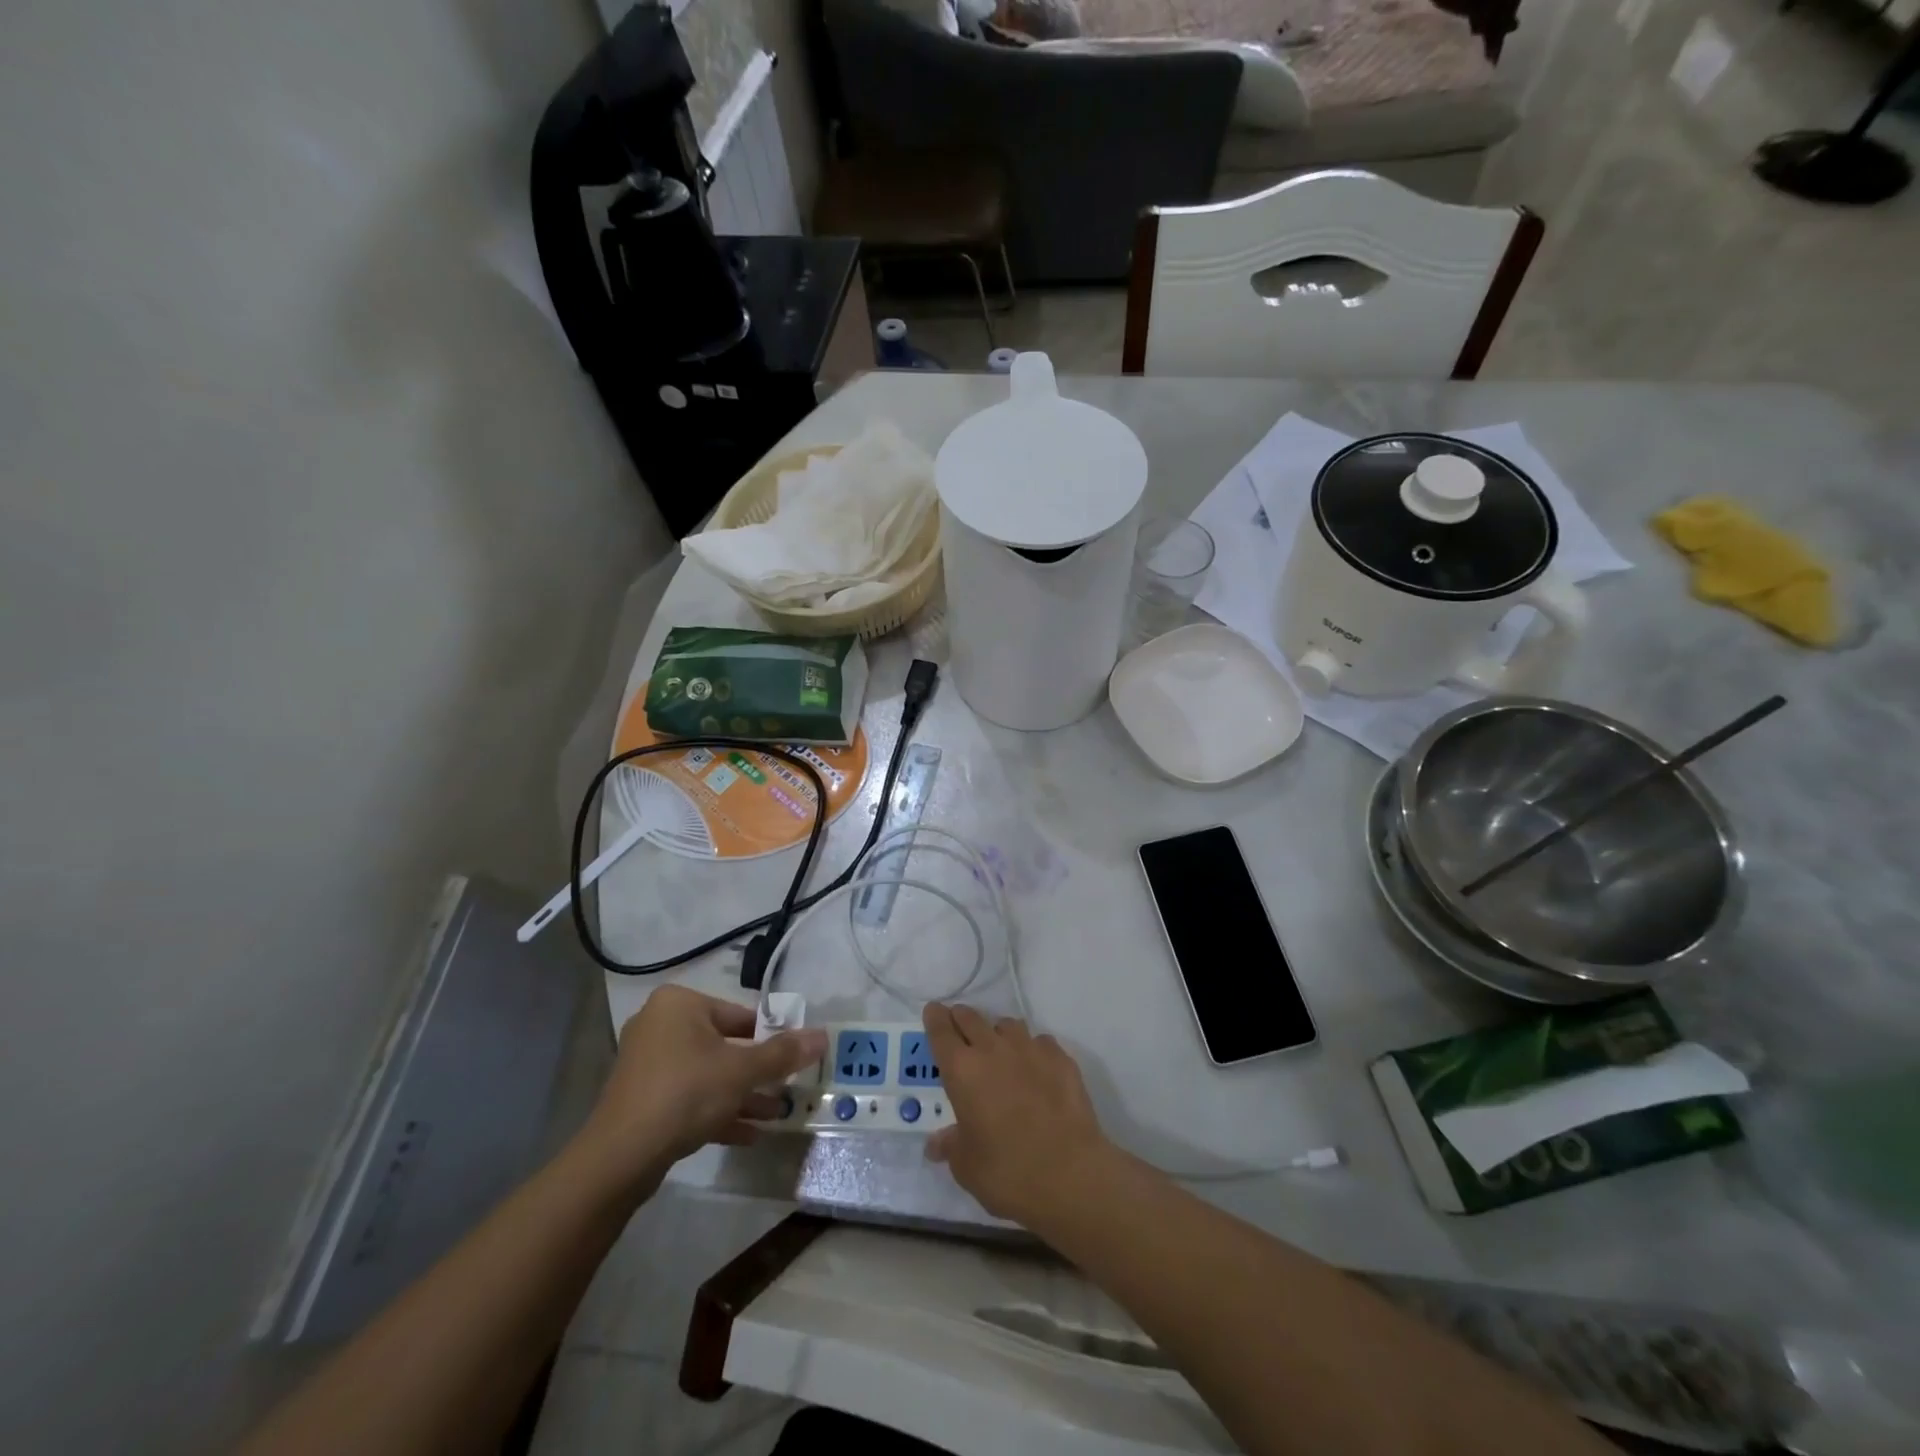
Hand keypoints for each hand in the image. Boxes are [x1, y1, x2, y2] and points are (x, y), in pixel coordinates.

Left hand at [578, 986, 825, 1197]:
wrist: (621, 1156)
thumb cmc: (686, 1092)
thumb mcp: (742, 1071)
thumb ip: (783, 1053)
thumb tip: (823, 1036)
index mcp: (680, 1004)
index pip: (740, 1015)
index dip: (771, 1038)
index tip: (793, 1059)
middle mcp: (660, 1025)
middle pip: (725, 1045)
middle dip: (757, 1071)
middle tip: (788, 1087)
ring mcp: (648, 1064)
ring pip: (708, 1075)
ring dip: (742, 1094)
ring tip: (776, 1115)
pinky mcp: (643, 1099)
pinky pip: (690, 1098)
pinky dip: (718, 1111)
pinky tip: (749, 1135)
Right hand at [921, 1004, 1112, 1225]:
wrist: (1070, 1174)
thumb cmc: (1007, 1172)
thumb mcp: (966, 1167)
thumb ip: (950, 1146)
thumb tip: (937, 1143)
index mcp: (962, 1071)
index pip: (942, 1032)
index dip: (935, 1019)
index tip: (933, 1011)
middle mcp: (993, 1050)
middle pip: (972, 1019)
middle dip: (962, 1019)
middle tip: (959, 1026)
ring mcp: (1030, 1049)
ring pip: (1008, 1025)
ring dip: (998, 1033)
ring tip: (999, 1050)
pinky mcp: (1061, 1058)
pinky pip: (1040, 1042)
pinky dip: (1032, 1050)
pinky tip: (1036, 1069)